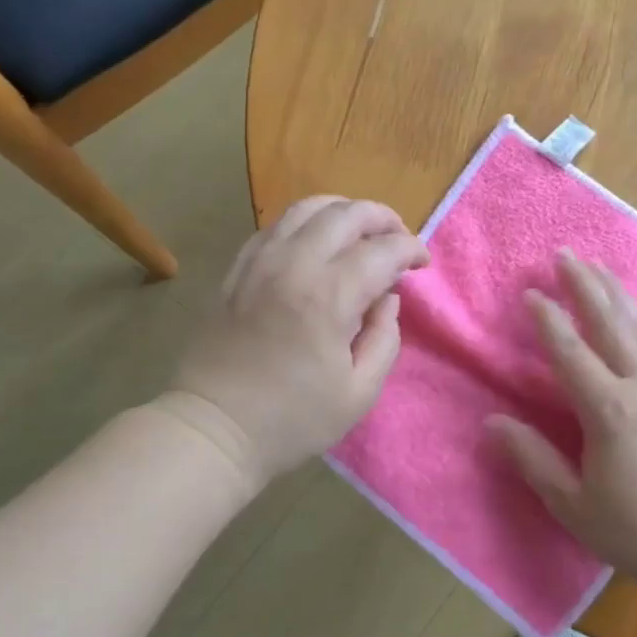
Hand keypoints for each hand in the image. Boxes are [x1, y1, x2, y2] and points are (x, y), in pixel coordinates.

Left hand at [163, 197, 427, 490]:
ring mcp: (260, 261)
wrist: (213, 428)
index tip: (422, 263)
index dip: (411, 249)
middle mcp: (294, 264)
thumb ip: (384, 337)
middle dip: (383, 218)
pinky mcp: (237, 268)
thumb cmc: (292, 419)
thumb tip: (387, 297)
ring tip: (360, 232)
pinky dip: (306, 223)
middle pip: (347, 213)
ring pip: (308, 208)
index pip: (383, 250)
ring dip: (344, 211)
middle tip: (399, 240)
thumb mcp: (359, 392)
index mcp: (329, 296)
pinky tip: (316, 243)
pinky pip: (276, 225)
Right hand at [487, 250, 636, 590]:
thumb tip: (491, 423)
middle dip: (585, 286)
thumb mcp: (574, 504)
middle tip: (566, 254)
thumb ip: (532, 459)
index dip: (549, 320)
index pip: (571, 352)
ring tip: (598, 267)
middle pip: (609, 323)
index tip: (531, 292)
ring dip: (615, 294)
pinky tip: (636, 313)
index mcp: (610, 411)